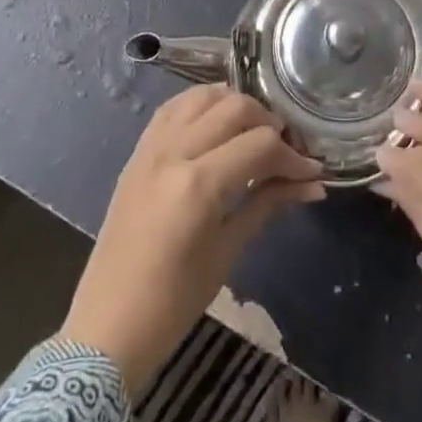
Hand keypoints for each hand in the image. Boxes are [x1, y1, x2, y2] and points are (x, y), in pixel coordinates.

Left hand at [62, 84, 324, 394]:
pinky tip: (217, 123)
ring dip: (235, 105)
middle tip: (286, 150)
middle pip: (234, 107)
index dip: (292, 156)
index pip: (259, 145)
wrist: (108, 326)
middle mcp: (173, 151)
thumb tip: (313, 184)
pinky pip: (174, 107)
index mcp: (198, 184)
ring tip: (253, 131)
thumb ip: (268, 204)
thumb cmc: (174, 302)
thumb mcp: (228, 252)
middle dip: (269, 122)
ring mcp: (151, 146)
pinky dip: (201, 104)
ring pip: (202, 96)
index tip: (312, 171)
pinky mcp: (138, 150)